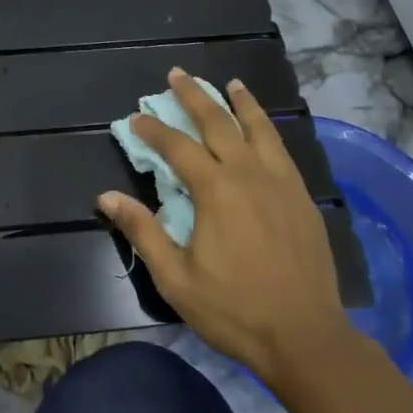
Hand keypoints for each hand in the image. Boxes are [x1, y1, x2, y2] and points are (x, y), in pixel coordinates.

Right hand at [98, 68, 351, 382]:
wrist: (307, 337)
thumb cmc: (235, 310)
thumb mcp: (176, 278)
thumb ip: (142, 232)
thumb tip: (106, 197)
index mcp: (216, 191)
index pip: (177, 147)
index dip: (153, 129)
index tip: (136, 117)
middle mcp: (249, 175)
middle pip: (218, 123)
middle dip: (194, 96)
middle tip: (178, 74)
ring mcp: (281, 183)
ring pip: (259, 129)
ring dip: (241, 103)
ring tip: (231, 83)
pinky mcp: (302, 198)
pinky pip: (282, 150)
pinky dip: (269, 129)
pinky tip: (264, 128)